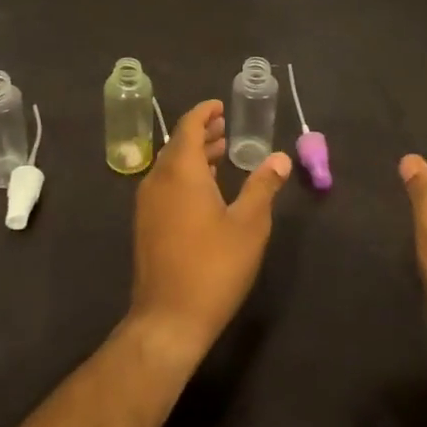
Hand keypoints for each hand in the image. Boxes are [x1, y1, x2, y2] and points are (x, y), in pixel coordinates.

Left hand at [128, 101, 290, 366]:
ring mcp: (147, 204)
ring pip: (170, 166)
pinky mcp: (145, 225)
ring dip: (194, 155)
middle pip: (178, 144)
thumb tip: (280, 157)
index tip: (221, 106)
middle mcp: (158, 179)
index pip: (188, 126)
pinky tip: (205, 191)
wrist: (168, 320)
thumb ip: (263, 186)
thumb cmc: (213, 267)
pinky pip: (164, 185)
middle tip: (226, 128)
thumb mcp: (249, 225)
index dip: (204, 112)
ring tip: (220, 154)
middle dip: (202, 133)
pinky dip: (184, 176)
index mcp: (180, 171)